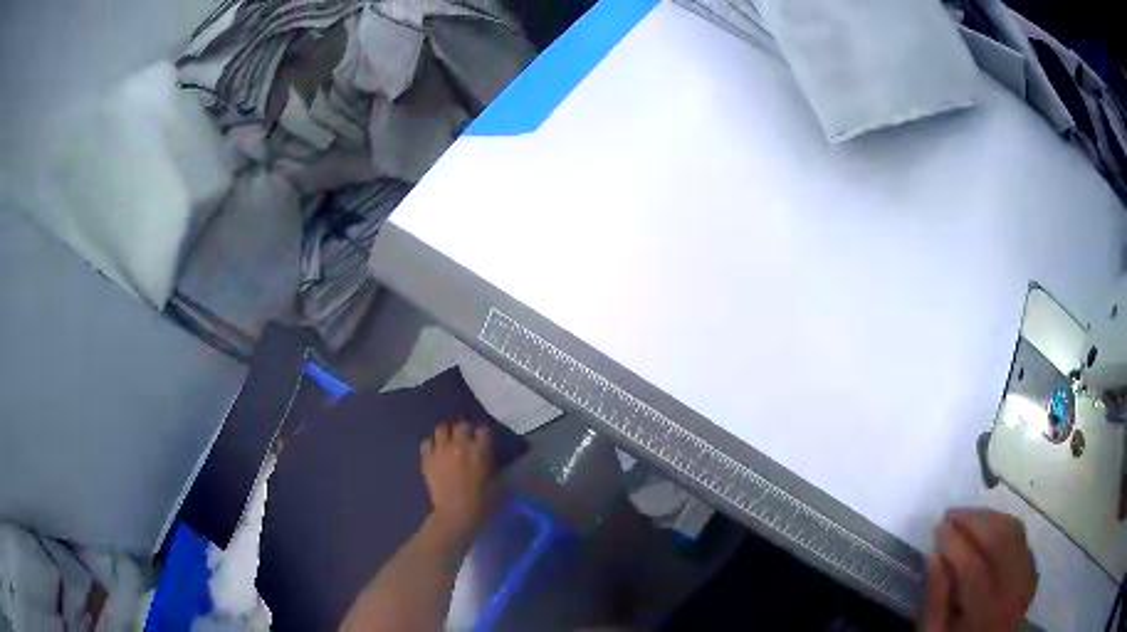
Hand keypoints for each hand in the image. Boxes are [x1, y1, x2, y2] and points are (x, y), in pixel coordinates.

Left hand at [420, 422, 495, 538]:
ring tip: (449, 442)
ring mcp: (441, 450)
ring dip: (447, 434)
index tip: (484, 442)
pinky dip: (432, 445)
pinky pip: (427, 442)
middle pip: (462, 425)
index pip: (483, 430)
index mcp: (480, 451)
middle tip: (466, 441)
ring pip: (442, 429)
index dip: (484, 435)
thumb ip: (492, 464)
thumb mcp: (496, 482)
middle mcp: (460, 445)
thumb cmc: (481, 502)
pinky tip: (436, 452)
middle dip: (465, 431)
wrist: (455, 514)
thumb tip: (487, 457)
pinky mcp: (427, 459)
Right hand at [920, 508, 1037, 631]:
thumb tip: (934, 556)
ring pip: (1016, 534)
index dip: (955, 543)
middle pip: (1001, 542)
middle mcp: (1013, 592)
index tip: (936, 526)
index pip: (973, 569)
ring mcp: (1027, 580)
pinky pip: (1024, 542)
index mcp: (984, 614)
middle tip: (951, 514)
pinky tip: (991, 534)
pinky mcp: (1032, 574)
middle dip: (975, 522)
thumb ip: (935, 602)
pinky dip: (1007, 531)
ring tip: (969, 518)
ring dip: (992, 519)